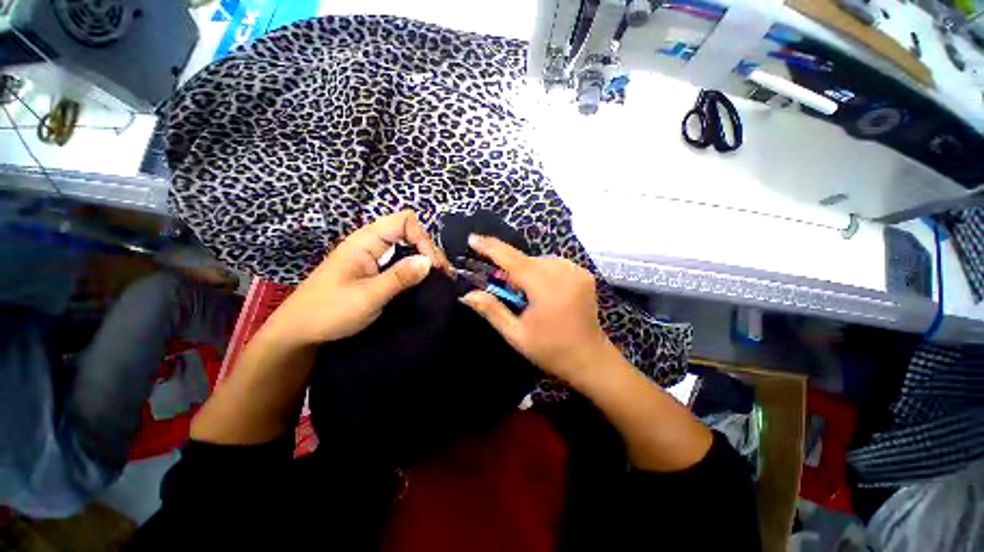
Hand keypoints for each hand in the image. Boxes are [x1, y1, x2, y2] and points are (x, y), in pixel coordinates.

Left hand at [265, 210, 449, 346]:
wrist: (299, 333)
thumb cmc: (329, 311)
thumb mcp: (368, 296)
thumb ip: (399, 277)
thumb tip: (429, 261)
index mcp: (365, 241)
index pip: (403, 221)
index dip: (422, 238)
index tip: (433, 265)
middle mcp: (370, 244)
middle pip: (408, 232)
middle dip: (428, 249)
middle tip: (442, 274)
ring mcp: (372, 258)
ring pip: (406, 247)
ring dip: (424, 260)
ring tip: (438, 278)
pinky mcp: (374, 271)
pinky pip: (400, 262)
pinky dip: (415, 269)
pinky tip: (423, 282)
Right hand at [460, 235, 615, 385]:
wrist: (590, 358)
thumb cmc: (551, 351)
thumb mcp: (516, 335)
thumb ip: (492, 310)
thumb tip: (467, 294)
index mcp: (547, 289)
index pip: (514, 261)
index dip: (492, 248)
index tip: (472, 238)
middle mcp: (564, 273)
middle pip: (526, 260)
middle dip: (509, 267)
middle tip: (499, 283)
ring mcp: (577, 271)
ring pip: (540, 260)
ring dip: (526, 270)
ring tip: (522, 291)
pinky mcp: (584, 273)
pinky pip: (554, 264)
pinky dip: (541, 271)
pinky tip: (540, 288)